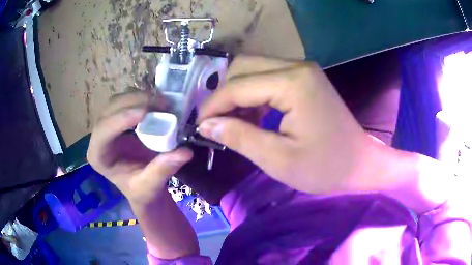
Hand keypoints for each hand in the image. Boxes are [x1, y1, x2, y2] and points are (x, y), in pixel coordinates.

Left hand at [87, 91, 192, 203]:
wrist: (144, 187)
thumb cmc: (142, 191)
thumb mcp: (151, 186)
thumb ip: (162, 170)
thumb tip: (185, 152)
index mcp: (98, 157)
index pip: (103, 132)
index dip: (122, 119)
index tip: (146, 113)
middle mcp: (98, 138)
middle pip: (110, 110)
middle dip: (134, 102)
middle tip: (162, 104)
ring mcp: (107, 126)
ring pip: (117, 101)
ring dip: (139, 97)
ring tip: (163, 103)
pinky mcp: (118, 119)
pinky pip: (126, 101)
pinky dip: (142, 97)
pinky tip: (157, 102)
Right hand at [197, 56, 386, 193]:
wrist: (360, 163)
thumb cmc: (325, 167)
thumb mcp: (278, 159)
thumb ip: (239, 137)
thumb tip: (206, 124)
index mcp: (293, 83)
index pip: (238, 86)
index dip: (213, 105)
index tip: (199, 126)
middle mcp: (297, 66)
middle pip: (243, 66)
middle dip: (223, 93)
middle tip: (215, 122)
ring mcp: (303, 69)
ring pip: (253, 68)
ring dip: (236, 92)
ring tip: (231, 121)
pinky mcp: (305, 77)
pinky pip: (268, 76)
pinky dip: (252, 93)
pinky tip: (251, 115)